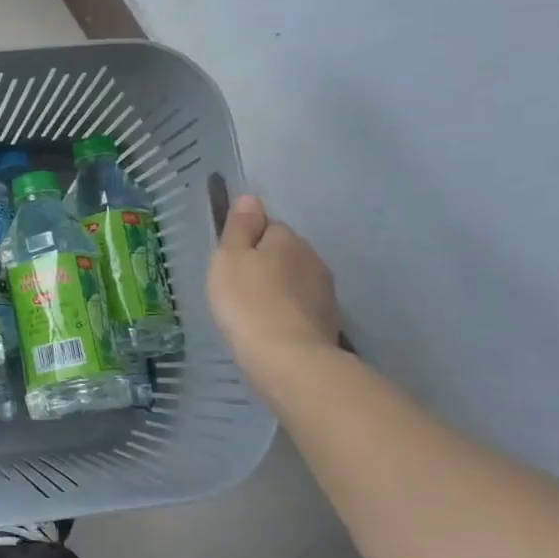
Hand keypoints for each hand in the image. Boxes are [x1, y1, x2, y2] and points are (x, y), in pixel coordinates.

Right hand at [207, 196, 340, 389]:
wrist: (288, 359)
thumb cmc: (248, 301)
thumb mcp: (229, 257)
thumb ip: (240, 226)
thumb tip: (250, 198)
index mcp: (288, 238)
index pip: (267, 226)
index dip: (246, 241)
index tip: (230, 262)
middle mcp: (313, 258)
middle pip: (284, 253)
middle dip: (265, 264)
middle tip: (237, 287)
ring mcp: (325, 293)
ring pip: (294, 280)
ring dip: (277, 289)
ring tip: (253, 310)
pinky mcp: (329, 323)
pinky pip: (301, 307)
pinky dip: (287, 313)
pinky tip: (271, 328)